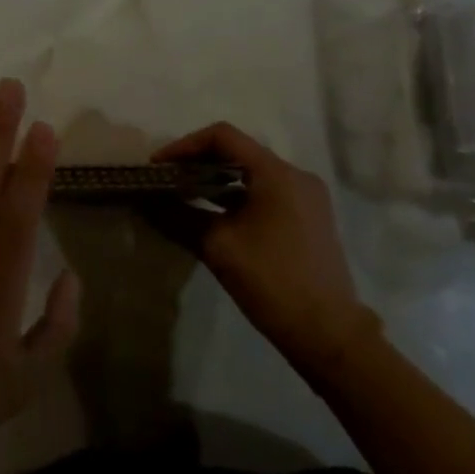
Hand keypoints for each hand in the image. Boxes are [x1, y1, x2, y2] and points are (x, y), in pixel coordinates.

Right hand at [150, 122, 378, 377]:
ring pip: (251, 174)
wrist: (329, 336)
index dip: (184, 145)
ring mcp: (306, 198)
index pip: (222, 137)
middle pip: (237, 152)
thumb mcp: (217, 246)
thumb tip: (145, 202)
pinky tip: (213, 215)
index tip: (159, 167)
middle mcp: (296, 176)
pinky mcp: (308, 219)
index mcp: (277, 174)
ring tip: (183, 196)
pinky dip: (236, 197)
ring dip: (216, 181)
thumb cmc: (272, 282)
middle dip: (197, 162)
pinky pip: (265, 193)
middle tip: (166, 181)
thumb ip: (178, 216)